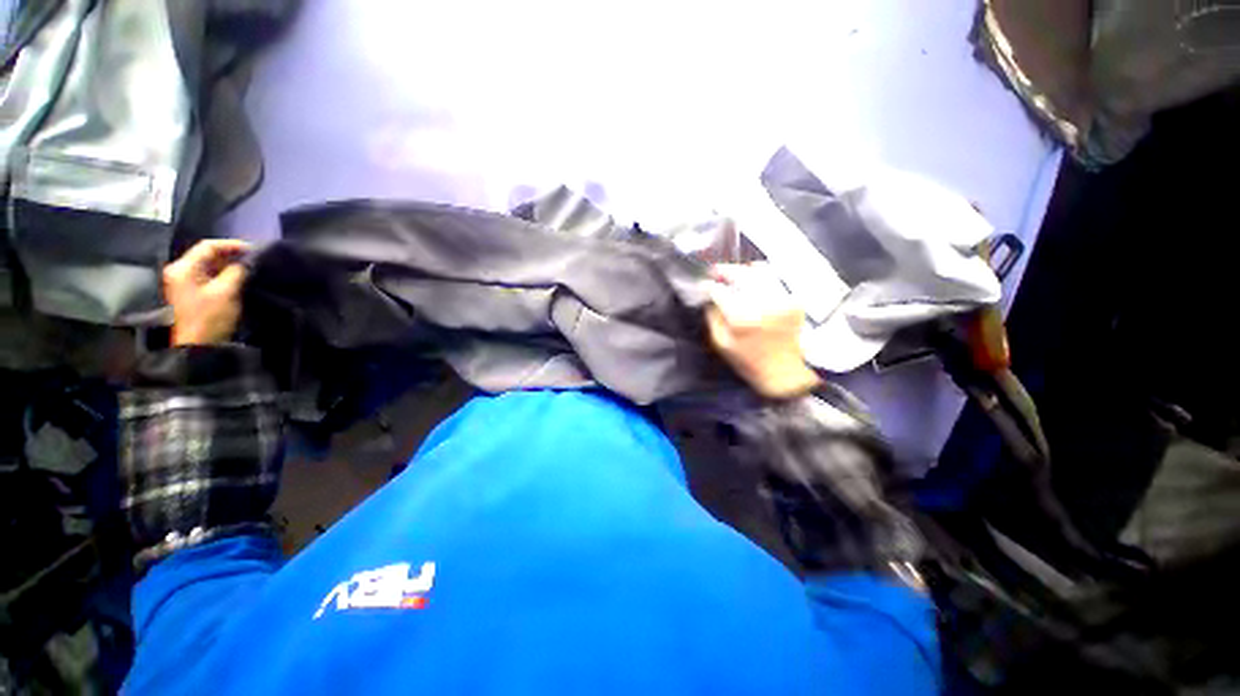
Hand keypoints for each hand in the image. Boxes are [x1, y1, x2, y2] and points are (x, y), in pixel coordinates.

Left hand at [163, 240, 250, 345]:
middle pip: (206, 255)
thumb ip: (237, 272)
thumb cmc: (210, 317)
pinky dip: (222, 274)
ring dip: (227, 265)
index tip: (254, 249)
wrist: (197, 345)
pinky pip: (207, 276)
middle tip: (253, 259)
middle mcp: (179, 271)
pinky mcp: (190, 292)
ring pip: (207, 266)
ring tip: (248, 268)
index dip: (231, 245)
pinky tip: (237, 278)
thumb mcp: (226, 292)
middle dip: (230, 255)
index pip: (207, 246)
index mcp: (183, 268)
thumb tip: (248, 261)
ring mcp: (182, 282)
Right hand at [706, 263, 821, 398]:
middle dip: (725, 271)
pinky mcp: (794, 299)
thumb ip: (712, 317)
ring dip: (743, 270)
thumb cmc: (748, 361)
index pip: (719, 290)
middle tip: (715, 272)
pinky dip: (761, 277)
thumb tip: (709, 297)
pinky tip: (753, 283)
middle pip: (740, 273)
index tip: (704, 284)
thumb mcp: (721, 344)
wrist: (785, 372)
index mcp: (741, 317)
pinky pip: (774, 279)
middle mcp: (762, 303)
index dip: (708, 285)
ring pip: (759, 271)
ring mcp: (781, 299)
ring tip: (734, 274)